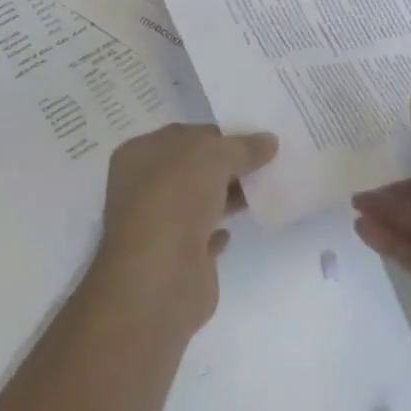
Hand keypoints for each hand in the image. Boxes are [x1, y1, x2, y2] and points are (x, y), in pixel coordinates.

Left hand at [91, 123, 277, 338]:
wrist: (160, 277)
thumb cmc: (177, 199)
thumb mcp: (215, 156)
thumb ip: (243, 147)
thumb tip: (270, 141)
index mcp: (140, 154)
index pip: (186, 135)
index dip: (220, 134)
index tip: (255, 136)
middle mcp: (143, 187)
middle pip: (193, 167)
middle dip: (227, 164)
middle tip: (267, 160)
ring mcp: (159, 224)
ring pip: (199, 200)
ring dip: (228, 194)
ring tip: (265, 187)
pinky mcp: (176, 258)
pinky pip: (203, 235)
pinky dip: (220, 229)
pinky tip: (241, 224)